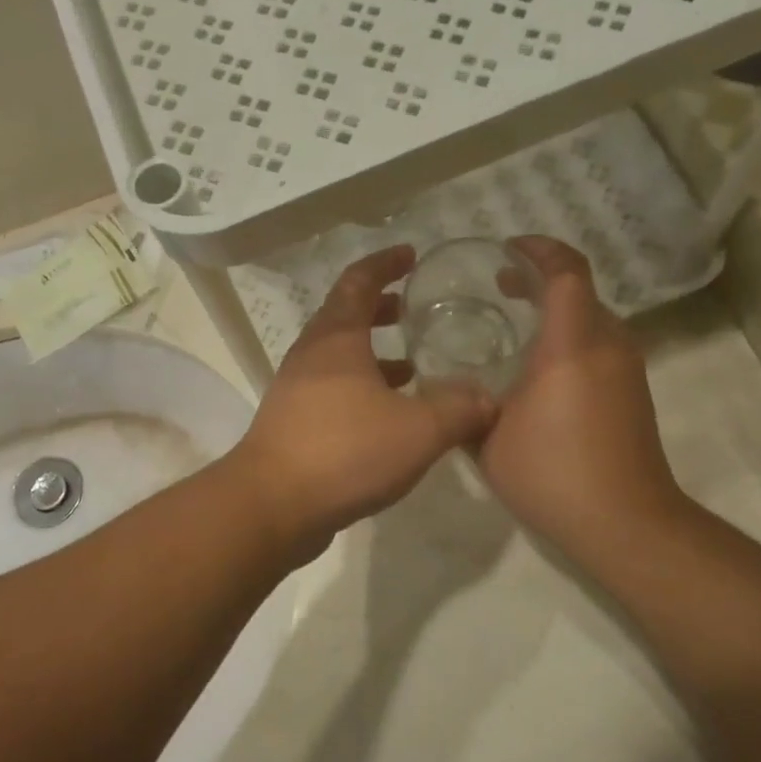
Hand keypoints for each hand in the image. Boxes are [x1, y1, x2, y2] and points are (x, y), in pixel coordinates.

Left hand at [229, 247, 496, 553]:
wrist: (272, 505)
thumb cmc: (345, 451)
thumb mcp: (418, 430)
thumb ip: (459, 409)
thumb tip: (488, 398)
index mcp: (336, 339)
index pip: (359, 281)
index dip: (385, 264)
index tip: (410, 255)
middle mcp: (310, 357)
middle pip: (345, 316)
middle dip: (380, 309)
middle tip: (412, 310)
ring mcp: (296, 391)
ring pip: (338, 358)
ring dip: (373, 355)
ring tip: (412, 367)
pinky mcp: (293, 424)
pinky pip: (332, 392)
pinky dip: (362, 389)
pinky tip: (387, 417)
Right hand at [478, 238, 687, 552]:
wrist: (625, 523)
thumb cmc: (551, 473)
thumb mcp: (488, 438)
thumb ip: (464, 404)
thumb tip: (445, 391)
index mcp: (572, 345)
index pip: (565, 273)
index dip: (539, 250)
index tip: (507, 248)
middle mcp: (607, 346)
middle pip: (581, 291)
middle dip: (540, 280)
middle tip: (499, 287)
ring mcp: (627, 370)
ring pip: (592, 319)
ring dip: (556, 311)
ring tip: (514, 324)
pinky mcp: (633, 394)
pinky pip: (600, 346)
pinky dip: (570, 338)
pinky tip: (538, 369)